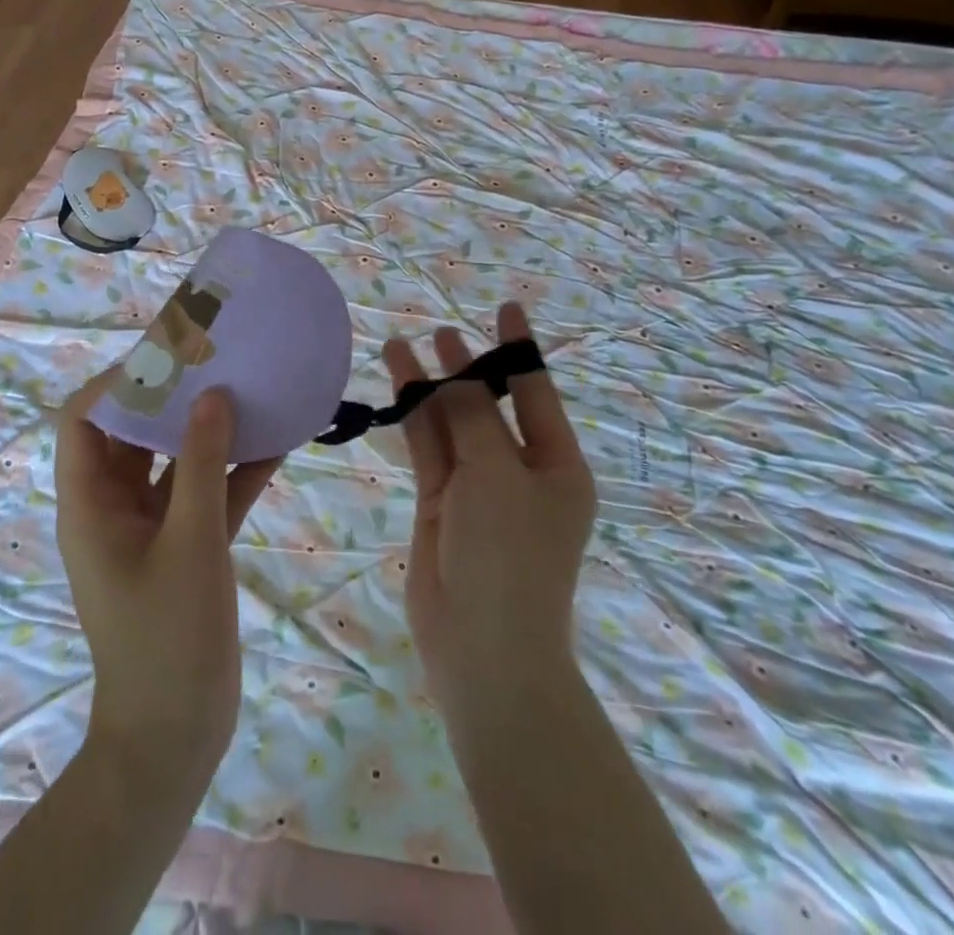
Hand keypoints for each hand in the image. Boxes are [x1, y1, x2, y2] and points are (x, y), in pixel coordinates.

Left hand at [54, 378, 281, 791]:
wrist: (175, 736)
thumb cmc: (166, 636)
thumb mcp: (188, 542)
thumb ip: (200, 464)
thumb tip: (213, 396)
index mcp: (91, 503)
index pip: (85, 420)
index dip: (117, 383)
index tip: (166, 357)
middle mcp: (115, 506)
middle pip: (134, 433)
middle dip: (172, 397)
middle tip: (216, 361)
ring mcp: (152, 527)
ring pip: (175, 460)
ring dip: (209, 430)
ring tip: (249, 388)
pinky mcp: (185, 546)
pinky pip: (207, 493)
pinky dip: (235, 470)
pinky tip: (278, 442)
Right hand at [382, 304, 595, 724]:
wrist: (482, 645)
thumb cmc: (509, 553)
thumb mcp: (496, 473)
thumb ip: (470, 416)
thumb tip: (450, 372)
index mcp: (557, 465)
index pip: (536, 392)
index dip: (519, 348)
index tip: (507, 307)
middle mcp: (520, 470)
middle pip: (489, 404)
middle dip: (466, 366)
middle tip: (440, 329)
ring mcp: (478, 486)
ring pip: (451, 422)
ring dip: (429, 385)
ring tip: (403, 342)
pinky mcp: (441, 501)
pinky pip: (428, 446)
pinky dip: (413, 414)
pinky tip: (396, 382)